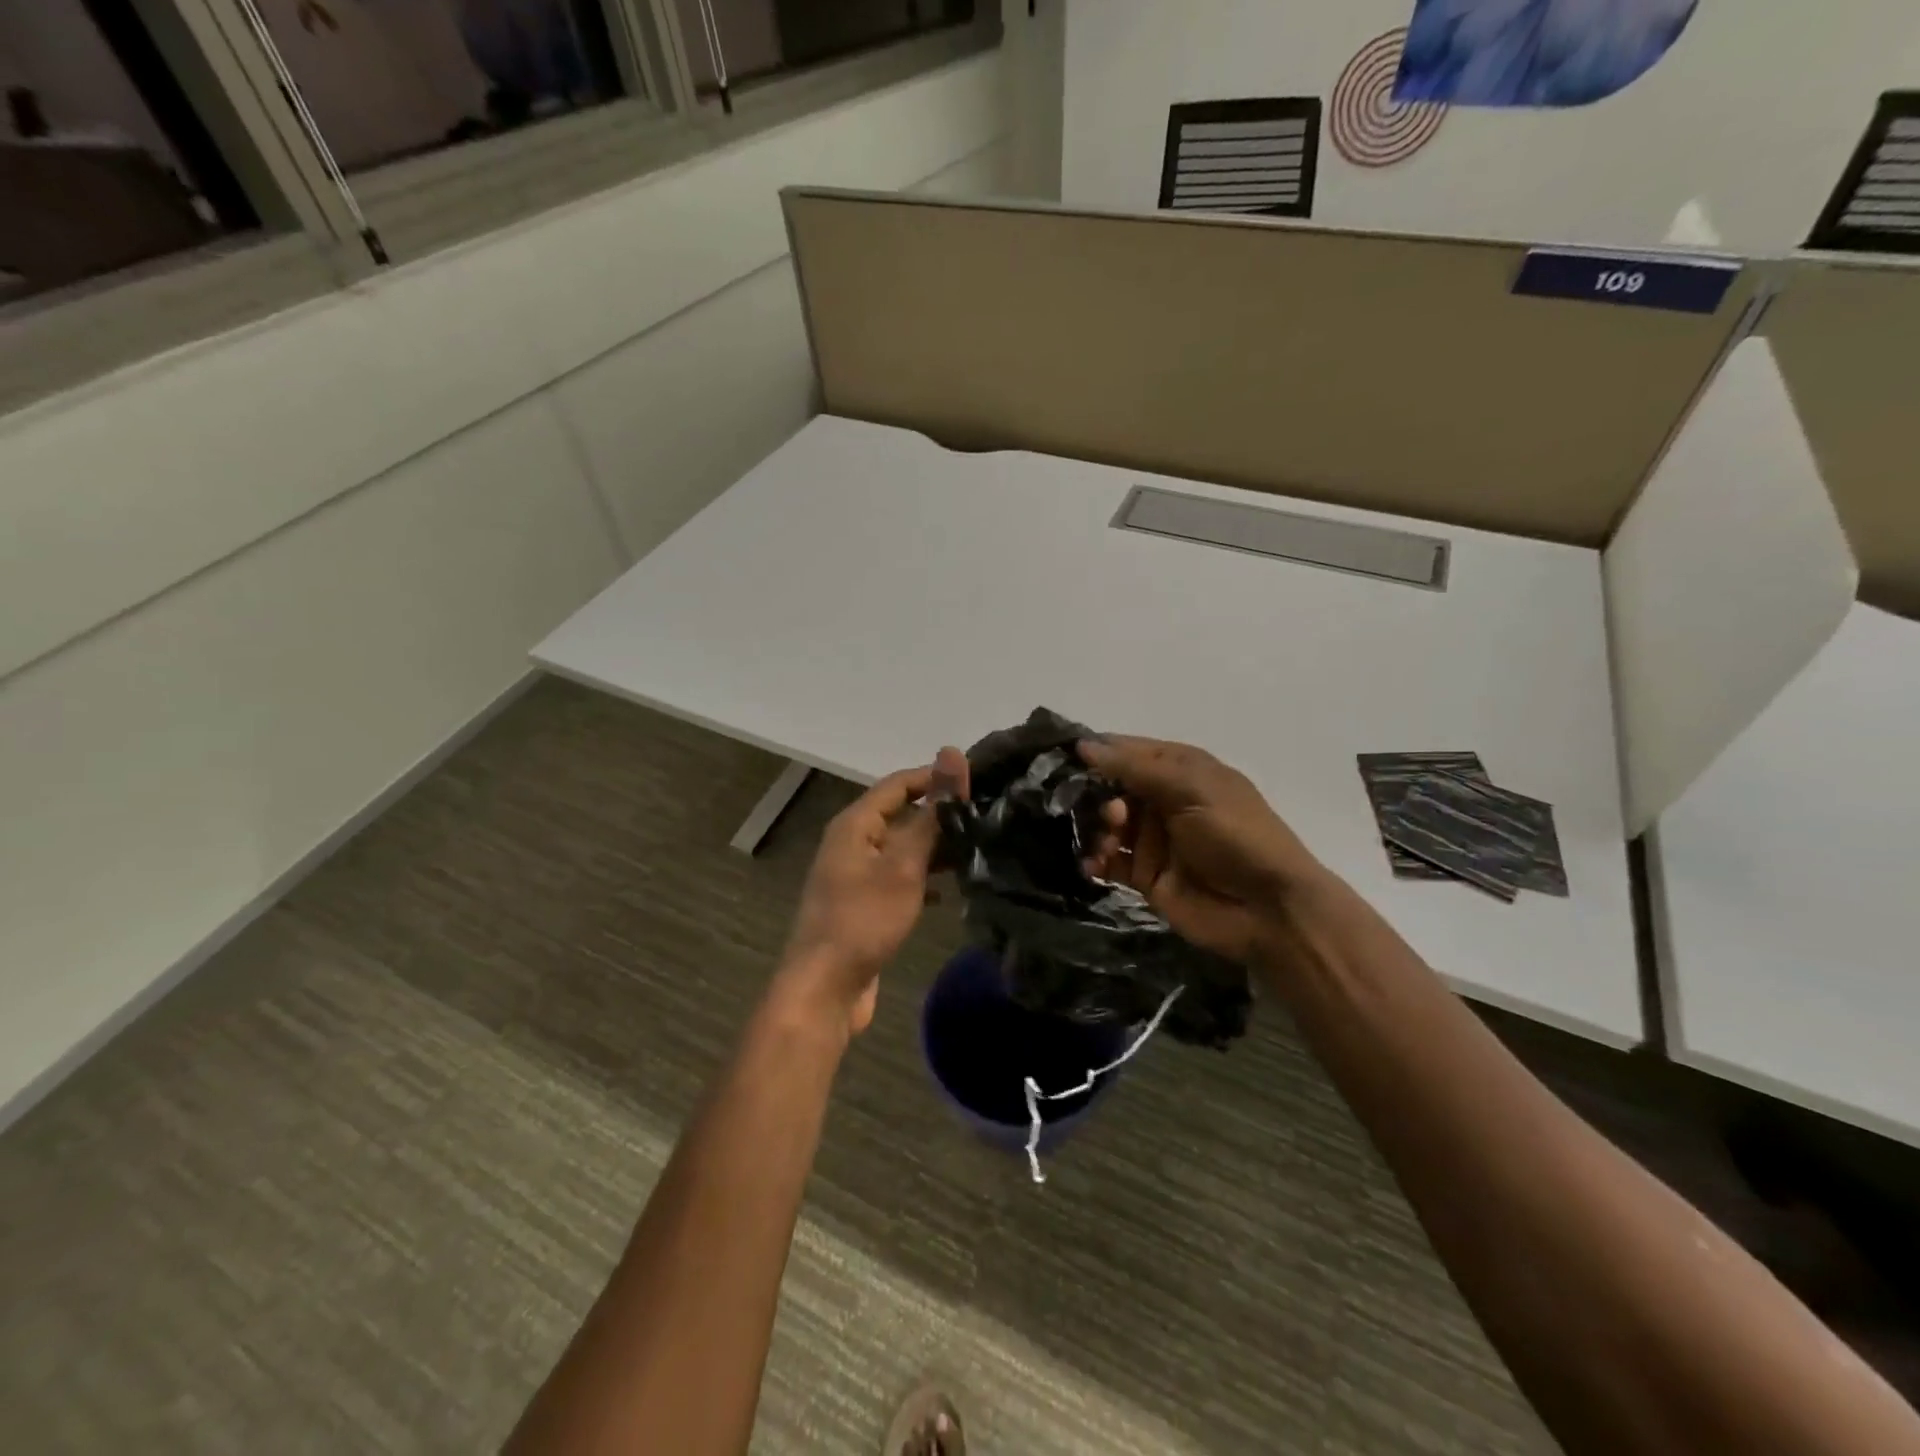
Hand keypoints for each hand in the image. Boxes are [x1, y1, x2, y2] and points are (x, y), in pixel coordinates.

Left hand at [776, 748, 968, 1036]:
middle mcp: (853, 843)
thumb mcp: (904, 864)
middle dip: (940, 815)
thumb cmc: (864, 919)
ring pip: (902, 849)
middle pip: (901, 815)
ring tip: (979, 850)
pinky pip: (898, 879)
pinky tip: (950, 892)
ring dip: (935, 849)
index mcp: (856, 824)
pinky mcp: (864, 905)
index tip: (978, 779)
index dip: (936, 777)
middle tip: (987, 816)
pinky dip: (923, 879)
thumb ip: (932, 813)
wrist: (825, 988)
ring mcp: (856, 875)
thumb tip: (951, 753)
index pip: (899, 783)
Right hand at [1079, 736, 1327, 966]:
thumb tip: (1084, 745)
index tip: (1063, 756)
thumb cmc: (1236, 836)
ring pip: (1107, 825)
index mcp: (1181, 770)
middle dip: (1095, 795)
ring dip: (1096, 829)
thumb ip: (1135, 769)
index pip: (1130, 751)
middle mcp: (1164, 800)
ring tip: (1108, 843)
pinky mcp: (1146, 875)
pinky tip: (1093, 865)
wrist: (1269, 910)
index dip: (1098, 752)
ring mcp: (1154, 839)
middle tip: (1107, 813)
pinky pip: (1109, 861)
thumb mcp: (1191, 790)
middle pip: (1112, 788)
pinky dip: (1096, 860)